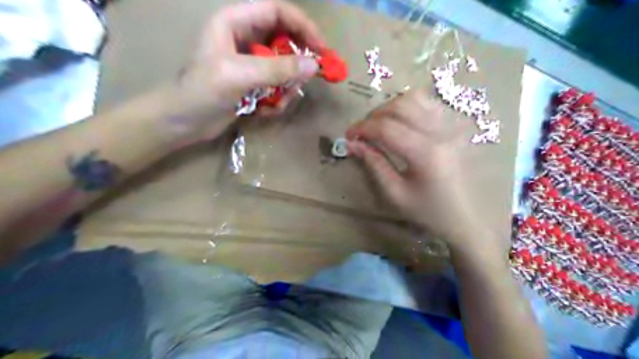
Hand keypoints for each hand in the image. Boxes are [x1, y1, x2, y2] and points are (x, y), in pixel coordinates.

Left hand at [159, 1, 324, 145]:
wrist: (184, 123)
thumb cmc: (203, 92)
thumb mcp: (240, 75)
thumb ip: (278, 69)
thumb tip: (314, 65)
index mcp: (235, 22)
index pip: (277, 11)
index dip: (302, 26)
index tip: (321, 49)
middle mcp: (244, 37)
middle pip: (284, 40)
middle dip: (296, 64)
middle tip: (304, 82)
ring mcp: (250, 62)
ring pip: (284, 67)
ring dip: (286, 88)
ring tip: (277, 104)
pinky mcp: (252, 82)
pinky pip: (277, 85)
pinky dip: (277, 99)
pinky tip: (265, 112)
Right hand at [348, 90, 476, 246]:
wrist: (468, 217)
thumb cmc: (430, 211)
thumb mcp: (396, 194)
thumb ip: (374, 164)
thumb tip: (352, 144)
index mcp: (426, 154)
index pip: (387, 128)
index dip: (362, 128)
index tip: (349, 136)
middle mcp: (441, 132)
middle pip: (400, 106)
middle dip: (374, 116)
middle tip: (362, 132)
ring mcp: (451, 126)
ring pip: (415, 98)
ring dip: (390, 107)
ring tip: (379, 125)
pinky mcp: (454, 126)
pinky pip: (428, 103)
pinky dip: (408, 106)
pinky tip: (401, 122)